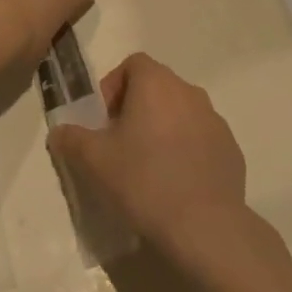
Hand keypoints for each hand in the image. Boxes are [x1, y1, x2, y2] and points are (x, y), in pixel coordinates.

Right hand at [48, 54, 248, 258]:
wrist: (204, 227)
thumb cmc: (143, 180)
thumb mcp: (93, 160)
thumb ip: (71, 138)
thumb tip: (60, 131)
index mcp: (157, 83)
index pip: (133, 64)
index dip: (113, 87)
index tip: (103, 120)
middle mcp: (189, 92)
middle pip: (157, 88)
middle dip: (136, 109)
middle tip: (120, 145)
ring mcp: (215, 121)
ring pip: (180, 114)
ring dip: (162, 130)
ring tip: (148, 168)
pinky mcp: (231, 151)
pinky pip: (201, 140)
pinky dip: (186, 152)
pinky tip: (175, 185)